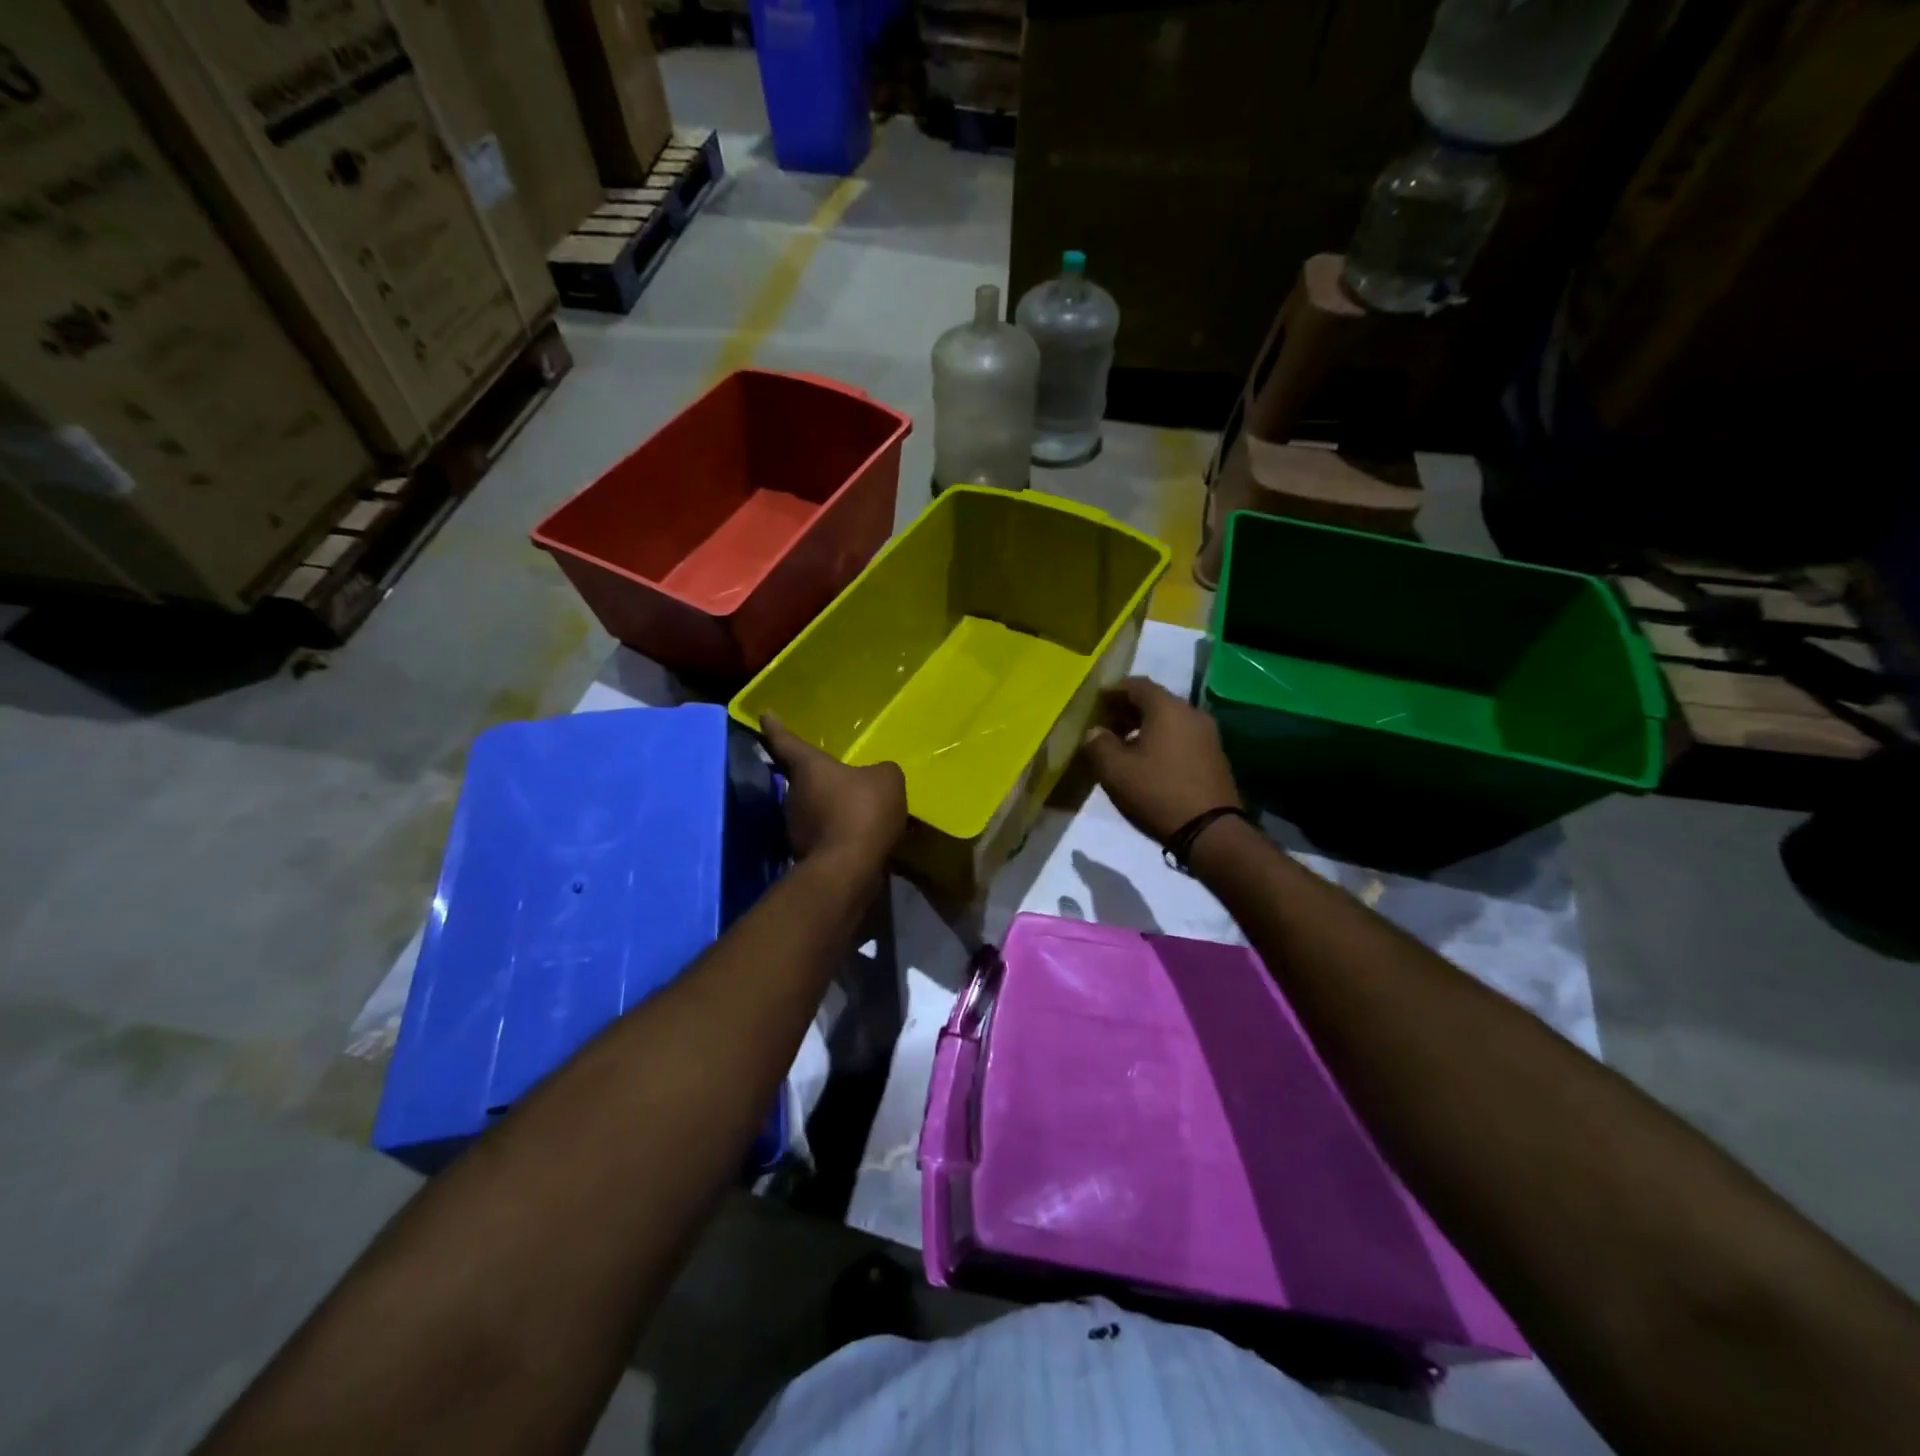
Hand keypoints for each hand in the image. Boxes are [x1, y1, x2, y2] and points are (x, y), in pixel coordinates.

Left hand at [760, 714, 907, 864]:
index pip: (786, 741)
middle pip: (801, 779)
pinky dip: (840, 833)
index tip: (765, 715)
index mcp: (808, 767)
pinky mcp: (808, 855)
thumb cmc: (862, 811)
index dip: (775, 727)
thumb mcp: (886, 779)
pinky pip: (827, 834)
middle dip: (816, 777)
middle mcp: (794, 794)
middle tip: (835, 772)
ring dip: (831, 808)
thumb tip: (876, 777)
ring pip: (814, 809)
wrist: (849, 869)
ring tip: (858, 808)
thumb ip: (881, 772)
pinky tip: (862, 836)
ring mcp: (798, 827)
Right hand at [1079, 677, 1242, 843]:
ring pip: (1169, 720)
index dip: (1113, 691)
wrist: (1210, 831)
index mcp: (1167, 708)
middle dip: (1127, 710)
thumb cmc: (1157, 793)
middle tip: (1104, 725)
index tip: (1095, 702)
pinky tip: (1147, 761)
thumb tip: (1095, 731)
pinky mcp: (1214, 756)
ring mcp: (1207, 735)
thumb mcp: (1115, 770)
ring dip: (1144, 726)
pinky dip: (1161, 740)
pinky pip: (1181, 736)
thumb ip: (1098, 744)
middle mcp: (1191, 713)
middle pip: (1154, 701)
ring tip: (1122, 746)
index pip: (1137, 685)